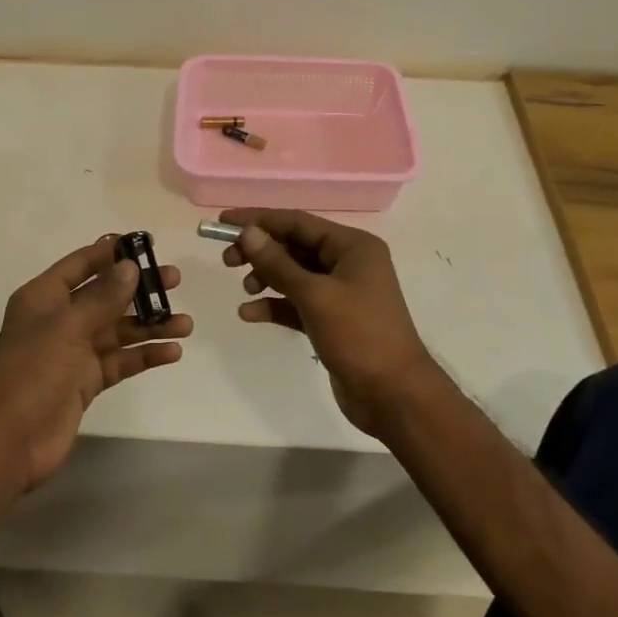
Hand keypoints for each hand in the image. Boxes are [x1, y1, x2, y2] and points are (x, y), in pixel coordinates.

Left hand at [0, 235, 192, 490]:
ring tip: (185, 324)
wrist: (10, 441)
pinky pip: (121, 360)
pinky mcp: (87, 381)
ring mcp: (74, 351)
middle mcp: (61, 319)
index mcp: (45, 297)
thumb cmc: (33, 371)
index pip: (82, 263)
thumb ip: (103, 296)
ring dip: (150, 325)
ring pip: (119, 329)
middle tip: (175, 281)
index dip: (111, 252)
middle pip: (106, 295)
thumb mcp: (68, 326)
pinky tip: (172, 352)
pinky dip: (144, 355)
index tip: (146, 245)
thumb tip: (131, 266)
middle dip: (140, 289)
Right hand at [221, 208, 433, 437]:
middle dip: (261, 251)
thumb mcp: (315, 296)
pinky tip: (249, 313)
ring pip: (294, 274)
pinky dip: (275, 305)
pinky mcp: (332, 320)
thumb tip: (248, 233)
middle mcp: (348, 263)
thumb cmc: (359, 336)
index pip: (298, 222)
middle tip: (227, 261)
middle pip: (294, 246)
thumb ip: (278, 263)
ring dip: (267, 278)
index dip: (259, 220)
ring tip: (246, 289)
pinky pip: (297, 303)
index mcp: (352, 246)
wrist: (394, 396)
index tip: (223, 221)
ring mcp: (341, 292)